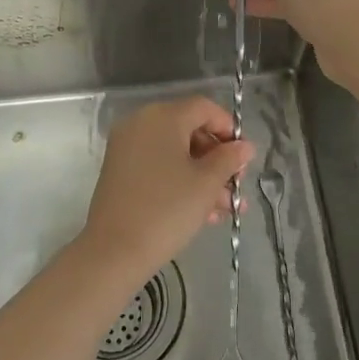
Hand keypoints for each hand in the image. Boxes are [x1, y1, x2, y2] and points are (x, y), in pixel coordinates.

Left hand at [77, 97, 253, 282]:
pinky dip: (180, 182)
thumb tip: (244, 146)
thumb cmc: (167, 210)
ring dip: (203, 176)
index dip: (228, 128)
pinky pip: (157, 166)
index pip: (204, 108)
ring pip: (175, 153)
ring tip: (225, 209)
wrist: (114, 251)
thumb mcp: (206, 184)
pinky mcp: (120, 171)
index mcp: (163, 117)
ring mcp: (126, 147)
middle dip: (217, 159)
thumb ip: (229, 159)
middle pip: (189, 130)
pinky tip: (202, 213)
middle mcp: (141, 123)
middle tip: (236, 186)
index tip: (243, 157)